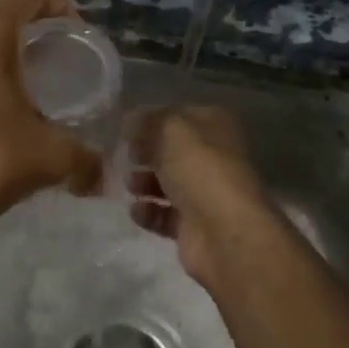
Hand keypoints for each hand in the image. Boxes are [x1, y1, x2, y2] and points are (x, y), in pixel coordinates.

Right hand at [127, 105, 272, 291]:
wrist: (222, 232)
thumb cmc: (199, 169)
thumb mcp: (170, 130)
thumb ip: (149, 121)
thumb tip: (133, 121)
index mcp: (216, 126)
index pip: (180, 116)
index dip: (154, 119)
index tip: (127, 128)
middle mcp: (215, 157)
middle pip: (173, 151)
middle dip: (147, 153)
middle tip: (126, 156)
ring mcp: (206, 194)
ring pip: (168, 183)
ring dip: (145, 183)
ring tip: (130, 184)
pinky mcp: (194, 226)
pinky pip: (165, 215)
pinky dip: (149, 212)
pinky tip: (137, 210)